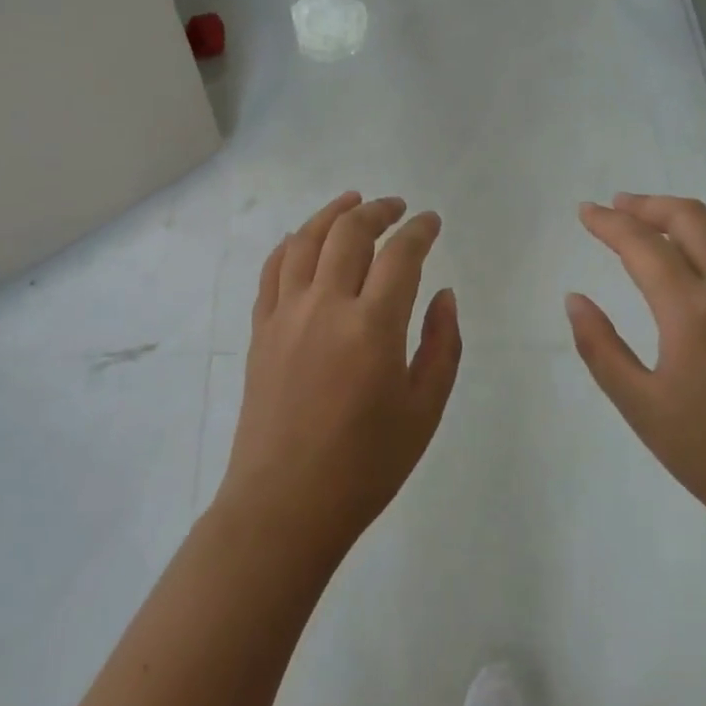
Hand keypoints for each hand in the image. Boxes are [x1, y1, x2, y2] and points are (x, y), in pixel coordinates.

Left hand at [215, 192, 461, 566]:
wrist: (285, 504)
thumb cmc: (365, 465)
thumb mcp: (424, 412)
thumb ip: (441, 346)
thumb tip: (444, 295)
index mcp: (372, 326)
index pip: (400, 255)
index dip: (419, 230)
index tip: (431, 222)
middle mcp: (325, 306)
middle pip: (349, 232)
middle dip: (377, 210)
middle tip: (396, 206)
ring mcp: (286, 313)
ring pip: (306, 240)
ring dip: (331, 213)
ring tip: (352, 201)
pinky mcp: (261, 328)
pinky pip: (273, 269)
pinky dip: (291, 244)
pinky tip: (303, 239)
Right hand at [566, 193, 705, 550]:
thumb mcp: (640, 406)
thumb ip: (600, 347)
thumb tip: (575, 299)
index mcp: (694, 313)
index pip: (644, 246)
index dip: (610, 223)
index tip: (585, 211)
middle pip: (692, 220)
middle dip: (649, 205)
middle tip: (617, 206)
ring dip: (685, 215)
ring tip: (653, 217)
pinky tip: (701, 251)